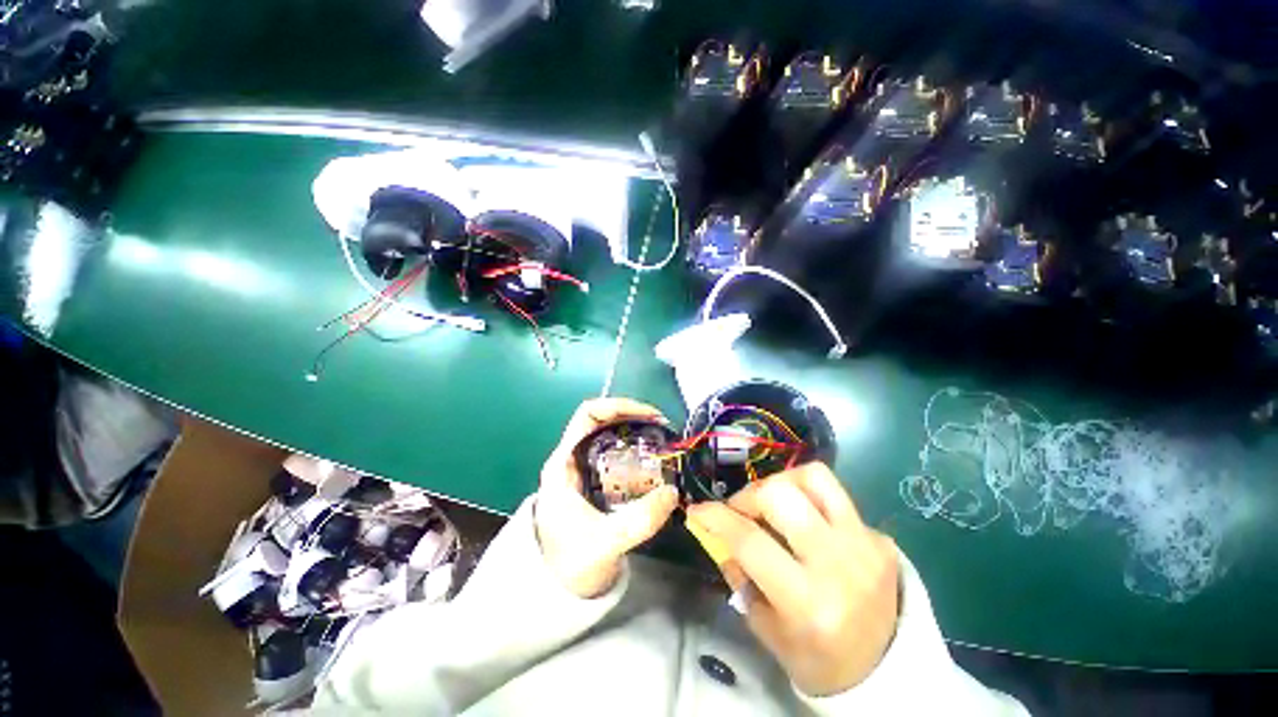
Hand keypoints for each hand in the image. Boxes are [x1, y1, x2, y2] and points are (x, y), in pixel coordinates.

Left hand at [535, 398, 679, 598]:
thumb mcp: (603, 543)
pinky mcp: (596, 478)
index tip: (649, 415)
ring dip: (638, 432)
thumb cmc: (570, 562)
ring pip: (612, 435)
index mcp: (564, 462)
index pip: (588, 414)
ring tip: (663, 441)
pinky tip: (655, 461)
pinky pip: (618, 453)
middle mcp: (572, 457)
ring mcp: (584, 467)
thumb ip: (637, 522)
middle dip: (634, 418)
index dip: (618, 406)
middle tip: (664, 428)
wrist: (558, 586)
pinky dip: (638, 450)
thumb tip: (672, 492)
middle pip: (603, 420)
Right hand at [685, 463, 899, 696]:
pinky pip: (835, 494)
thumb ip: (740, 579)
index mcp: (808, 602)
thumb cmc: (819, 660)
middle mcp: (838, 564)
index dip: (716, 518)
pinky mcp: (879, 536)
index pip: (750, 541)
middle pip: (780, 496)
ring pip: (813, 477)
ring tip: (771, 502)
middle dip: (748, 496)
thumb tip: (719, 536)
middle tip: (741, 511)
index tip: (698, 510)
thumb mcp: (768, 630)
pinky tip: (803, 517)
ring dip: (781, 482)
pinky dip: (808, 496)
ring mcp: (864, 544)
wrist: (889, 671)